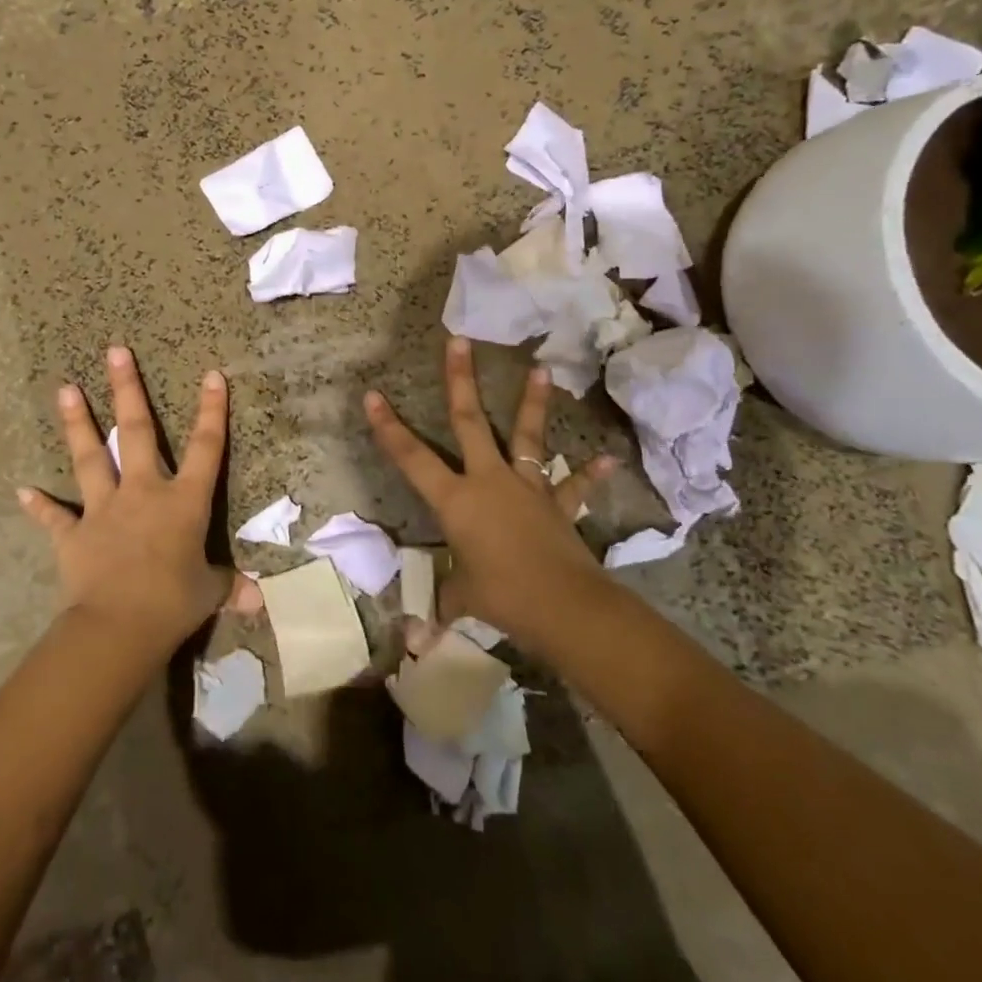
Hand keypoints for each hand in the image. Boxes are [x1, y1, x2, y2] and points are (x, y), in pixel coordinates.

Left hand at [19, 346, 246, 652]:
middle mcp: (143, 492)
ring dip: (77, 423)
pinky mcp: (74, 535)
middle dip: (127, 389)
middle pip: (136, 431)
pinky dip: (40, 505)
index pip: (206, 447)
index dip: (211, 410)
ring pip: (90, 457)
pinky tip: (22, 491)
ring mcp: (104, 510)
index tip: (211, 374)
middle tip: (116, 351)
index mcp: (183, 502)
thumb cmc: (173, 603)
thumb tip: (258, 600)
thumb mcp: (209, 592)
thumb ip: (229, 586)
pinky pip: (55, 516)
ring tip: (66, 388)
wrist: (117, 627)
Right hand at [365, 337, 614, 643]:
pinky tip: (607, 459)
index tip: (373, 395)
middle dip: (460, 380)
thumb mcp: (462, 600)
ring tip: (543, 368)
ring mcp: (527, 487)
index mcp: (456, 500)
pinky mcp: (557, 504)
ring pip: (526, 437)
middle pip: (470, 422)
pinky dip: (589, 474)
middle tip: (459, 340)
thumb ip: (440, 608)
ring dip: (533, 403)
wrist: (564, 606)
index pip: (412, 458)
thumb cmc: (502, 598)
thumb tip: (417, 641)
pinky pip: (574, 486)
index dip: (389, 428)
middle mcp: (489, 481)